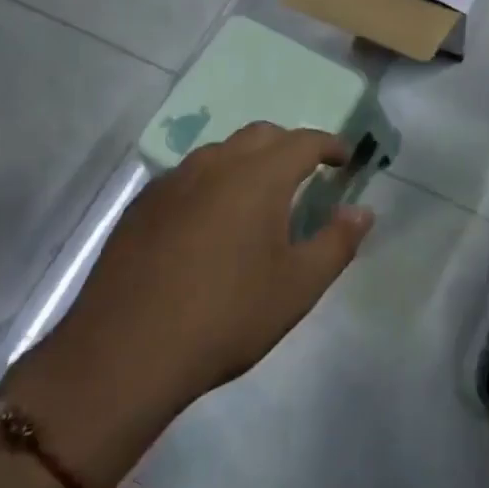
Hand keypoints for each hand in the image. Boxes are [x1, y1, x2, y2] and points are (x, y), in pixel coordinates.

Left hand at [20, 124, 374, 450]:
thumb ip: (337, 243)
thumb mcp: (297, 287)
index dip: (330, 146)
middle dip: (289, 146)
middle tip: (304, 176)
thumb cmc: (226, 316)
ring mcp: (174, 181)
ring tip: (257, 198)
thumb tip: (362, 211)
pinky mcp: (143, 205)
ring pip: (221, 151)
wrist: (125, 352)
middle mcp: (216, 164)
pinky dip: (212, 182)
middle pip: (261, 135)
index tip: (344, 160)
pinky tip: (208, 223)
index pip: (304, 141)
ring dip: (248, 161)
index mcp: (259, 176)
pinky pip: (188, 176)